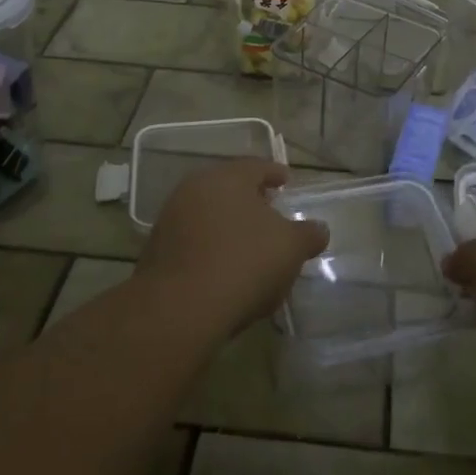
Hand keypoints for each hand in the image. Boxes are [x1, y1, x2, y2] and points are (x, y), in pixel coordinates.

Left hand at [138, 158, 328, 338]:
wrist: (180, 307)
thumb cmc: (244, 262)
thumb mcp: (290, 248)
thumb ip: (308, 234)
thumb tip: (319, 230)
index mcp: (228, 177)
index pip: (256, 166)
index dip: (275, 173)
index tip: (287, 182)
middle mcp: (194, 188)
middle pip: (229, 188)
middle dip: (250, 200)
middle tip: (270, 213)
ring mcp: (170, 219)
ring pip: (208, 214)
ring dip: (228, 225)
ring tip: (249, 245)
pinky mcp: (156, 251)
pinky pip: (193, 241)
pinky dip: (211, 248)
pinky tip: (225, 269)